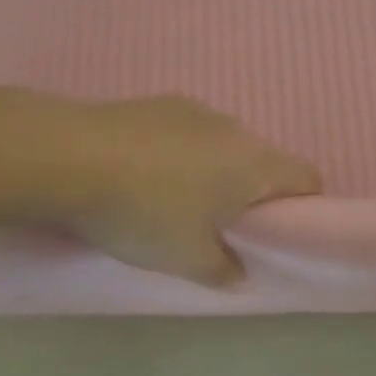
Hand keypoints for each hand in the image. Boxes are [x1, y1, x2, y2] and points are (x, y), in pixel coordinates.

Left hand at [15, 93, 321, 285]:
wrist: (69, 156)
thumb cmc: (145, 212)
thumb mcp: (187, 259)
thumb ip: (223, 269)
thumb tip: (240, 272)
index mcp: (254, 164)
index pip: (307, 177)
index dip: (304, 206)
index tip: (278, 233)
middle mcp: (234, 129)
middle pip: (263, 161)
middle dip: (251, 193)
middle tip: (221, 227)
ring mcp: (195, 109)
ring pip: (223, 145)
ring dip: (214, 171)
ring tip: (174, 201)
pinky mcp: (159, 103)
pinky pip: (188, 132)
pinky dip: (180, 154)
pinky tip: (143, 175)